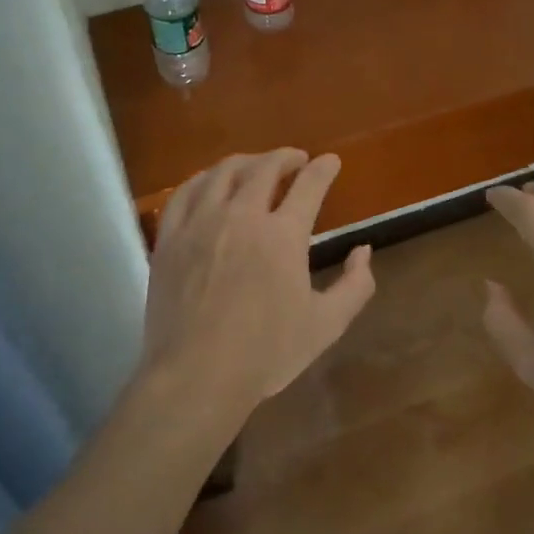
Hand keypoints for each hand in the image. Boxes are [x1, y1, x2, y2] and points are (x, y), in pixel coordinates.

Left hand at [141, 150, 376, 427]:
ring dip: (246, 162)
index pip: (309, 185)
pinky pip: (185, 193)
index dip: (323, 169)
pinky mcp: (170, 238)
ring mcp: (200, 223)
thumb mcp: (326, 325)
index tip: (331, 162)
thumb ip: (355, 285)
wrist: (197, 375)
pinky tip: (210, 183)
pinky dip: (203, 179)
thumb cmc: (266, 353)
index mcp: (282, 235)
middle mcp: (241, 216)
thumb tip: (363, 250)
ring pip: (223, 172)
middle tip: (295, 160)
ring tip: (256, 166)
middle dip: (285, 157)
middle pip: (264, 168)